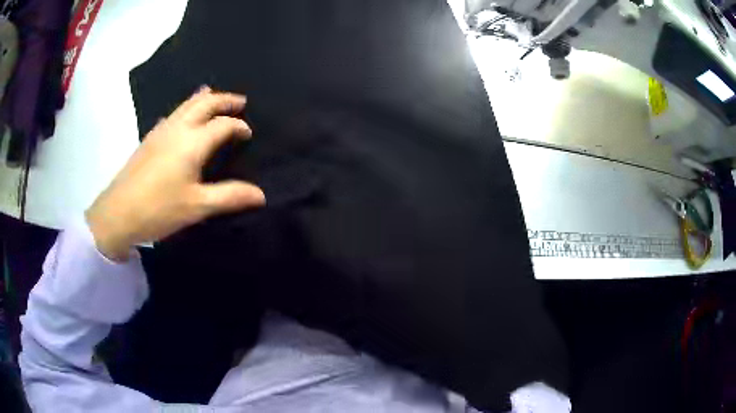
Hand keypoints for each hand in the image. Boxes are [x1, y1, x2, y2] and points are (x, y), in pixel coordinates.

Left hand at [86, 87, 265, 260]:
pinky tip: (184, 117)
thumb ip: (229, 196)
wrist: (118, 213)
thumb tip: (261, 195)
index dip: (239, 126)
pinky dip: (187, 108)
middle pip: (204, 103)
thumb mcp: (197, 206)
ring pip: (186, 104)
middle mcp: (178, 129)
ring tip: (215, 97)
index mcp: (193, 142)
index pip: (222, 125)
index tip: (248, 134)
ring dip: (205, 99)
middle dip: (224, 100)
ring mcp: (161, 131)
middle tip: (240, 102)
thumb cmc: (159, 209)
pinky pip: (174, 113)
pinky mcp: (149, 139)